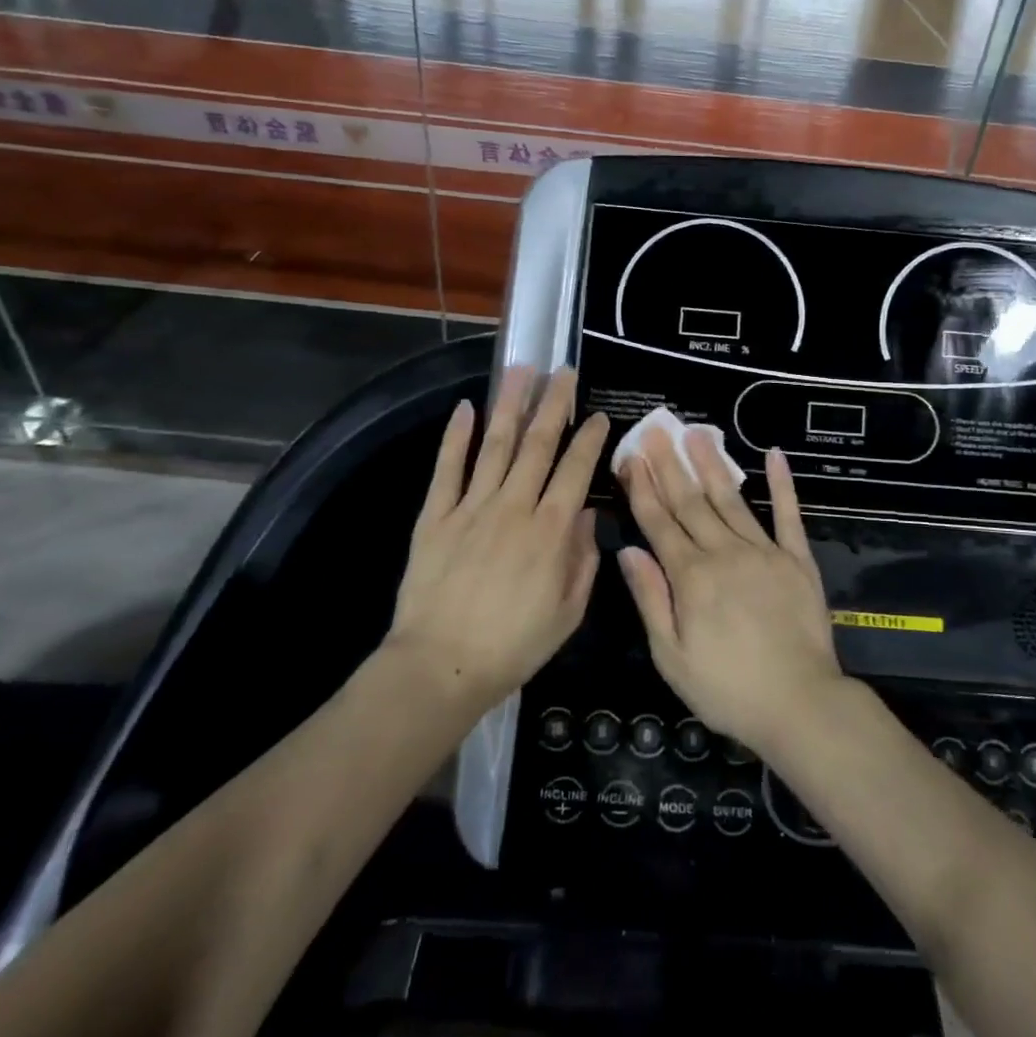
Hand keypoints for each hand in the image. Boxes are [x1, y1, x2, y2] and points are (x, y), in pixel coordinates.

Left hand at [386, 367, 609, 706]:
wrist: (440, 666)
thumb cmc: (513, 646)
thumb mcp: (567, 613)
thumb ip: (582, 560)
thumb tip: (588, 515)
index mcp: (551, 530)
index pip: (575, 469)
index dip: (589, 437)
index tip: (599, 414)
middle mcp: (514, 506)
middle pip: (538, 443)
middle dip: (554, 403)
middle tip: (564, 371)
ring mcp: (472, 506)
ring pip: (496, 444)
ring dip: (510, 404)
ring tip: (521, 370)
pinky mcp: (436, 515)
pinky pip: (448, 468)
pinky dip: (457, 436)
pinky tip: (465, 409)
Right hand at [616, 429, 843, 753]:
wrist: (799, 704)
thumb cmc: (727, 689)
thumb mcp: (672, 656)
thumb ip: (651, 599)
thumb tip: (629, 550)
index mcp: (691, 577)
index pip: (659, 522)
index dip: (642, 488)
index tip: (630, 457)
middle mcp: (724, 553)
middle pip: (690, 502)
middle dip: (669, 464)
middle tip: (656, 429)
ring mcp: (764, 551)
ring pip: (731, 499)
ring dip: (711, 464)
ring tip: (696, 432)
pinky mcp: (797, 559)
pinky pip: (788, 515)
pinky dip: (782, 484)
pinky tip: (774, 455)